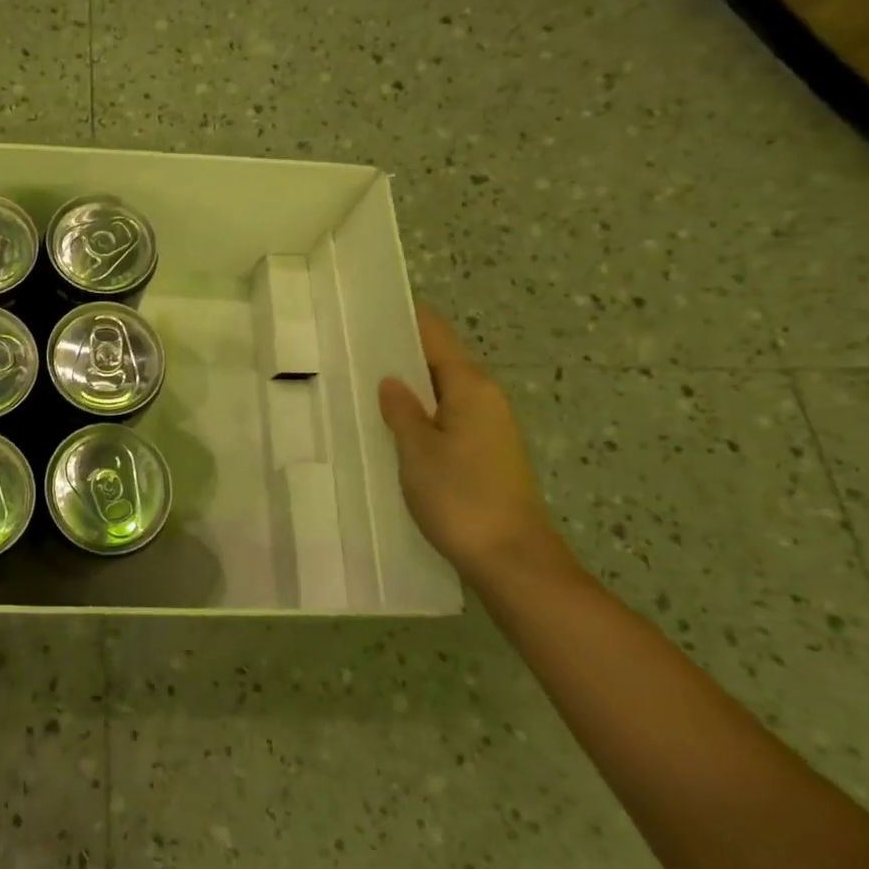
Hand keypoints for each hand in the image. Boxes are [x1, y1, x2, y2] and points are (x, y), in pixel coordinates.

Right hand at [377, 305, 569, 584]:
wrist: (513, 560)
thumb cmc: (460, 497)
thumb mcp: (417, 450)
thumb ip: (402, 410)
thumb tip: (392, 381)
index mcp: (470, 386)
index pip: (435, 335)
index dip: (406, 318)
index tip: (371, 307)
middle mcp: (486, 399)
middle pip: (440, 361)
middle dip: (402, 353)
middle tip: (354, 347)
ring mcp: (490, 427)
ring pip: (443, 391)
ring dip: (411, 386)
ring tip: (366, 382)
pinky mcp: (487, 454)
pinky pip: (448, 417)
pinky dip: (422, 412)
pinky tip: (395, 425)